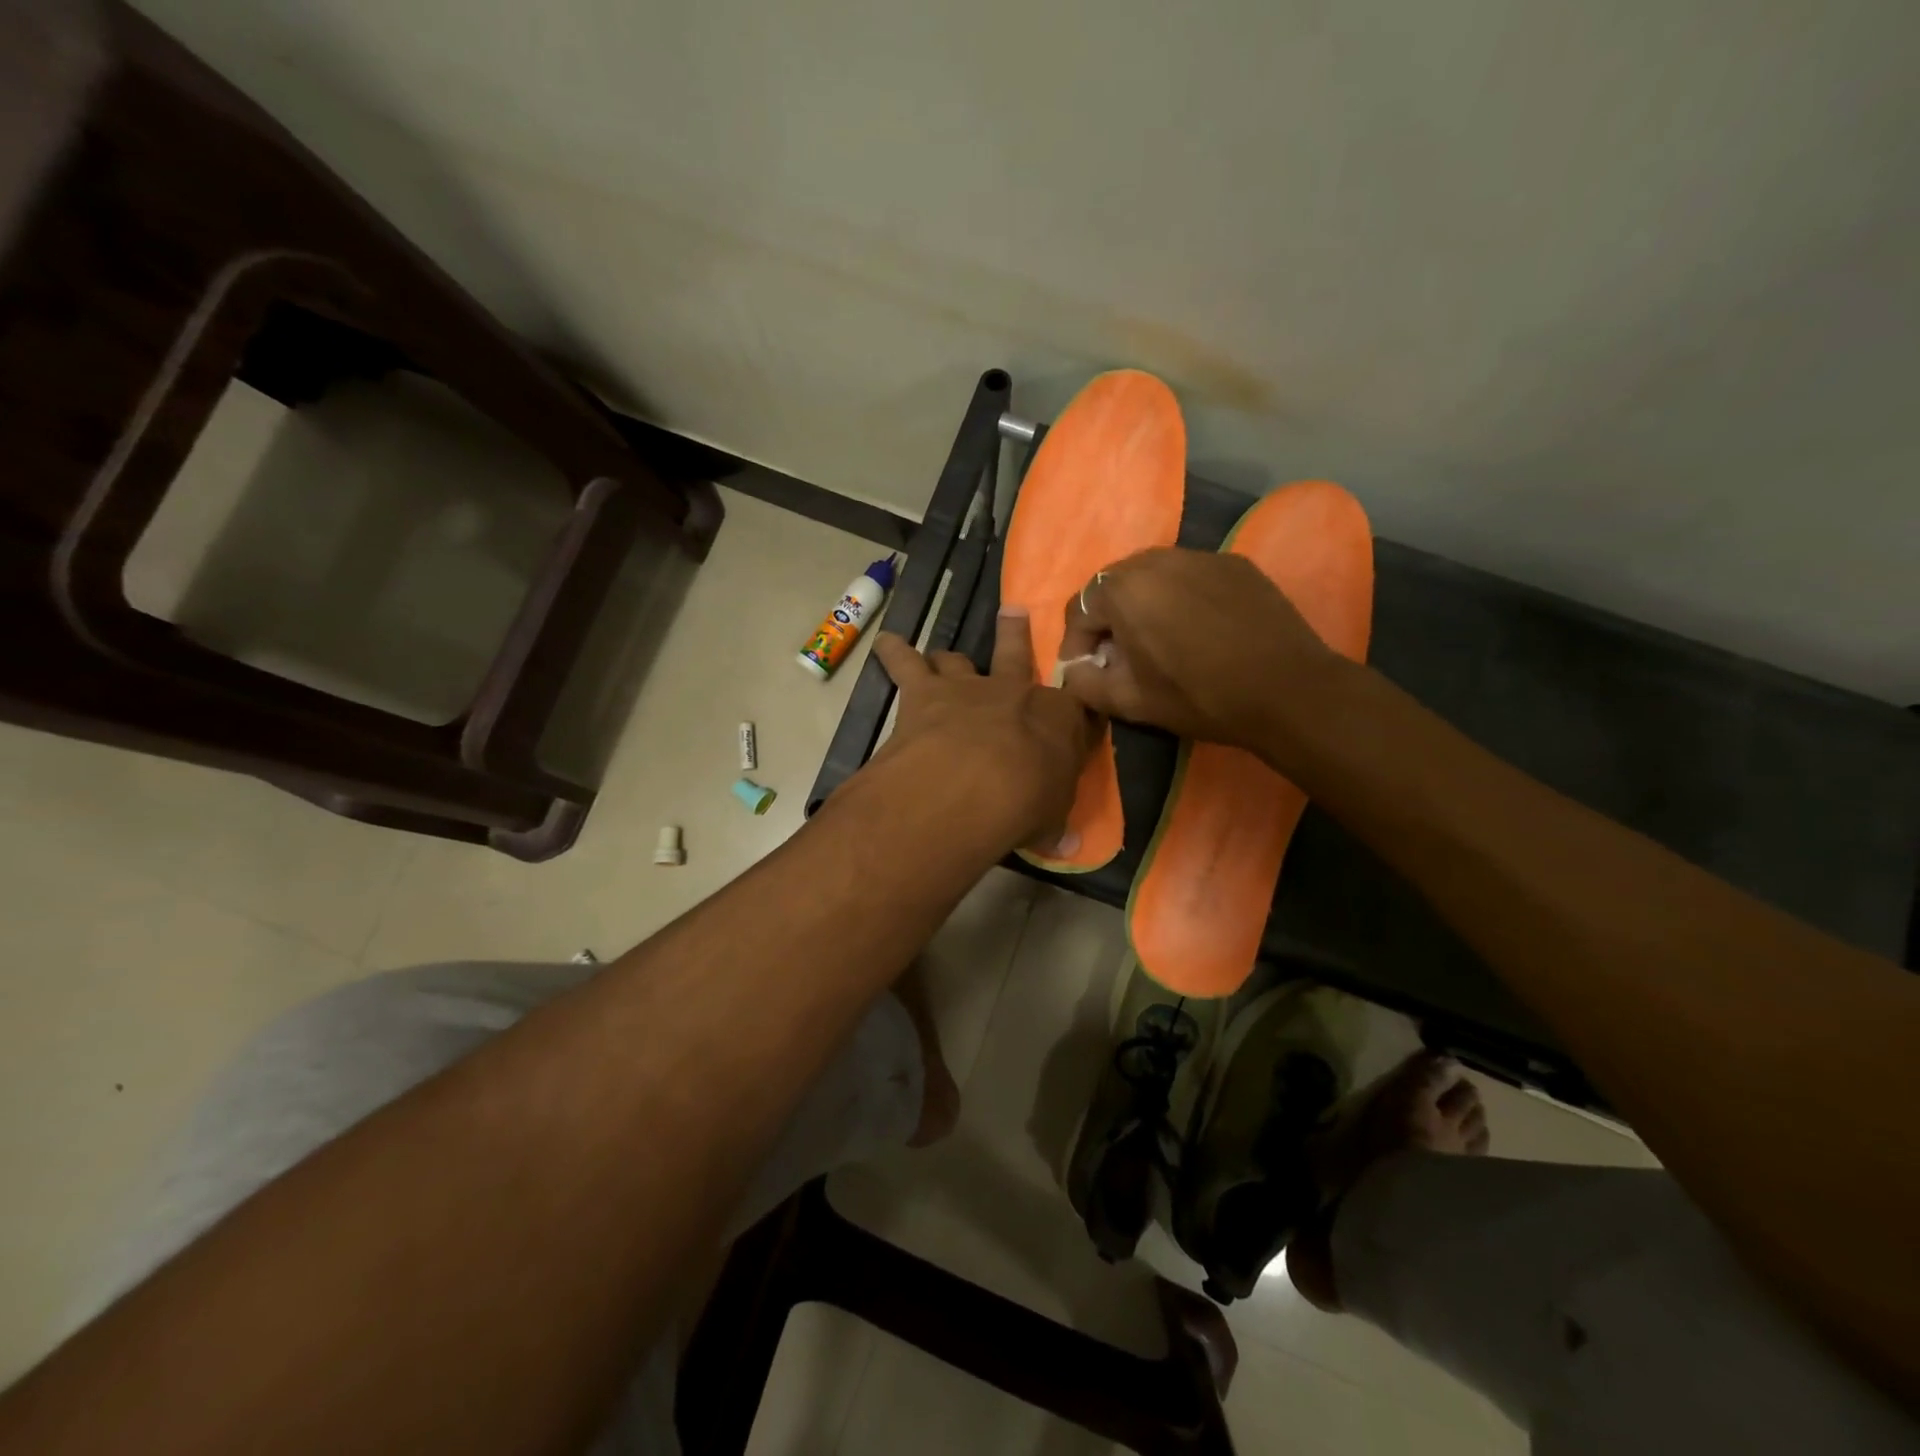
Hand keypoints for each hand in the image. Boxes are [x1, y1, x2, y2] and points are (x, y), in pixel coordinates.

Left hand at [868, 607, 1097, 852]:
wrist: (972, 785)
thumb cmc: (1025, 804)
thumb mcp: (1050, 821)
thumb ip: (1054, 826)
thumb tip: (1066, 848)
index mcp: (1058, 719)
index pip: (1073, 706)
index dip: (1072, 709)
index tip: (1075, 713)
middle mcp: (1013, 692)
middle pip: (1017, 654)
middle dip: (1016, 634)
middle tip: (1013, 612)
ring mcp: (968, 687)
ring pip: (958, 659)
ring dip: (949, 659)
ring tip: (941, 658)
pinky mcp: (925, 691)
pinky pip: (905, 662)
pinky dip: (894, 651)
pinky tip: (886, 643)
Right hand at [1055, 548, 1346, 756]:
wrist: (1287, 690)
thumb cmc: (1199, 697)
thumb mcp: (1129, 701)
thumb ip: (1084, 683)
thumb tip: (1073, 670)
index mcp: (1123, 589)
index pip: (1079, 610)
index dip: (1076, 645)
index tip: (1086, 673)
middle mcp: (1156, 559)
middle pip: (1113, 586)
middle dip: (1108, 620)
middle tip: (1119, 656)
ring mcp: (1199, 556)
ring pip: (1152, 576)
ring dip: (1143, 605)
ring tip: (1156, 640)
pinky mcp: (1235, 563)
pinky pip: (1190, 575)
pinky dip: (1180, 597)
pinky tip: (1196, 629)